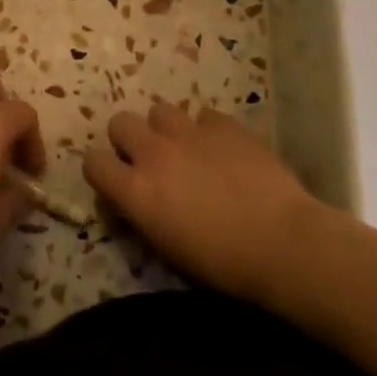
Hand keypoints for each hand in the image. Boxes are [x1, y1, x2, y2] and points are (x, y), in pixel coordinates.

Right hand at [84, 102, 328, 304]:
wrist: (283, 243)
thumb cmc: (224, 265)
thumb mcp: (168, 249)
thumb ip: (143, 214)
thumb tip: (134, 199)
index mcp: (136, 191)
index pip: (93, 162)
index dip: (101, 170)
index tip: (115, 181)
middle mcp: (154, 153)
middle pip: (120, 123)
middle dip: (129, 139)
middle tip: (150, 161)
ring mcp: (189, 132)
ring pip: (159, 111)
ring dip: (165, 129)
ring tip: (186, 150)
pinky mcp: (223, 124)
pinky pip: (202, 115)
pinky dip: (206, 130)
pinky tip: (222, 150)